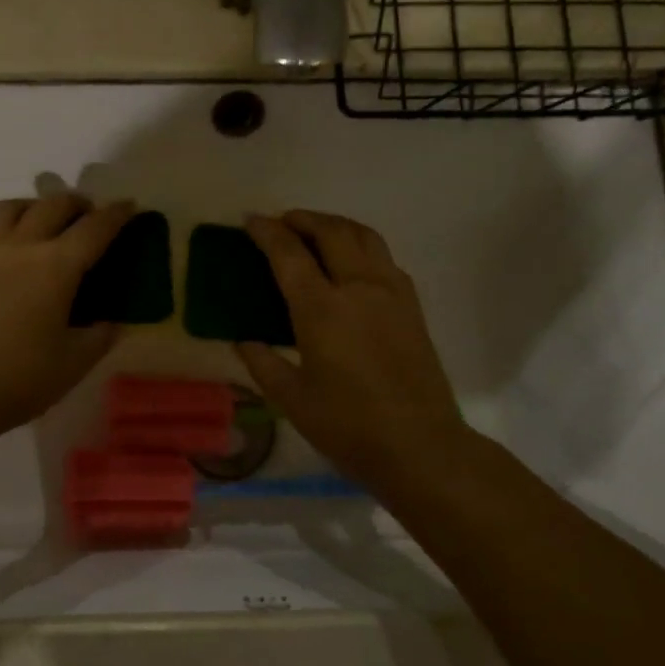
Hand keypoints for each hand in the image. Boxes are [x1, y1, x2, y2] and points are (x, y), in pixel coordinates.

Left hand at [0, 194, 134, 440]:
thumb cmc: (21, 378)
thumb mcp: (76, 362)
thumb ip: (99, 337)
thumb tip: (111, 322)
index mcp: (57, 266)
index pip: (95, 228)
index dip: (117, 214)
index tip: (130, 206)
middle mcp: (20, 248)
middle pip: (52, 205)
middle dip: (76, 203)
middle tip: (89, 215)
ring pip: (7, 209)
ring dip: (31, 207)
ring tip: (41, 222)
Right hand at [236, 210, 475, 514]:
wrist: (421, 446)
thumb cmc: (348, 426)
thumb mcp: (292, 399)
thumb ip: (263, 363)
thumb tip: (243, 340)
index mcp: (323, 310)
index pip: (290, 254)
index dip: (267, 232)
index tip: (250, 221)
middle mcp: (359, 288)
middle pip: (331, 231)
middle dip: (302, 219)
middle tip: (281, 222)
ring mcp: (391, 293)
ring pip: (364, 236)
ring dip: (335, 224)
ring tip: (315, 231)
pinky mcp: (412, 305)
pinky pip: (383, 257)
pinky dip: (360, 245)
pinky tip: (350, 263)